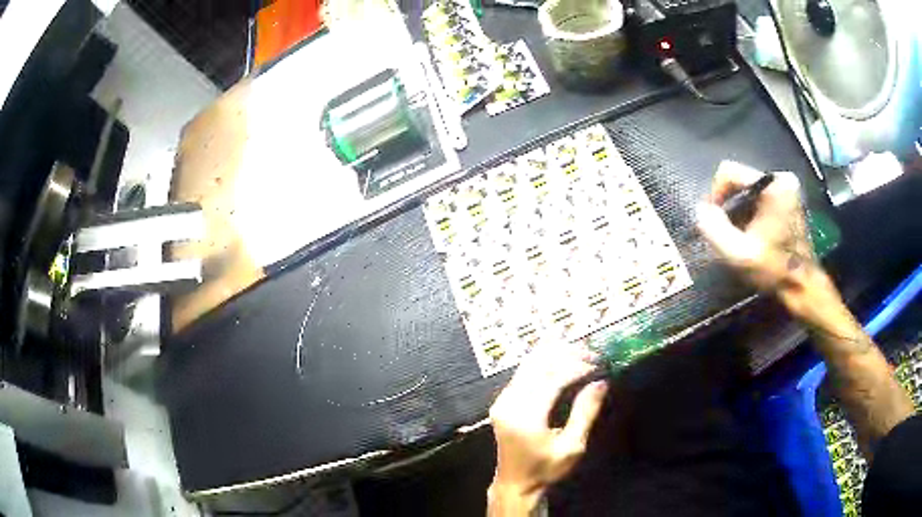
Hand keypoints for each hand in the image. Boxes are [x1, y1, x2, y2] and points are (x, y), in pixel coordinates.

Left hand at [487, 343, 607, 514]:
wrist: (515, 483)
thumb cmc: (545, 469)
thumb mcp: (571, 447)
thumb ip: (585, 413)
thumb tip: (600, 382)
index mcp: (526, 417)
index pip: (552, 379)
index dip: (576, 366)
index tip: (598, 364)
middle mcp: (509, 403)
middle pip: (538, 364)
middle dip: (566, 353)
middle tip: (592, 352)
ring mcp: (502, 400)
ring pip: (528, 364)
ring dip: (555, 353)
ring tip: (580, 350)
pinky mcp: (503, 400)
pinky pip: (523, 372)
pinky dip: (543, 361)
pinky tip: (561, 358)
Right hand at [695, 161, 816, 293]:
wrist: (803, 287)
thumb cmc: (774, 269)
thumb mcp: (740, 254)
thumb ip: (715, 229)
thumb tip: (700, 210)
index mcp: (773, 185)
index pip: (729, 172)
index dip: (715, 194)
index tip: (713, 220)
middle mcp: (781, 179)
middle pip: (740, 182)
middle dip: (729, 207)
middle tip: (728, 234)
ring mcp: (787, 189)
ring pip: (748, 191)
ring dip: (739, 212)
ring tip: (741, 238)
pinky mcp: (789, 200)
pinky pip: (760, 198)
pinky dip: (751, 214)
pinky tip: (753, 235)